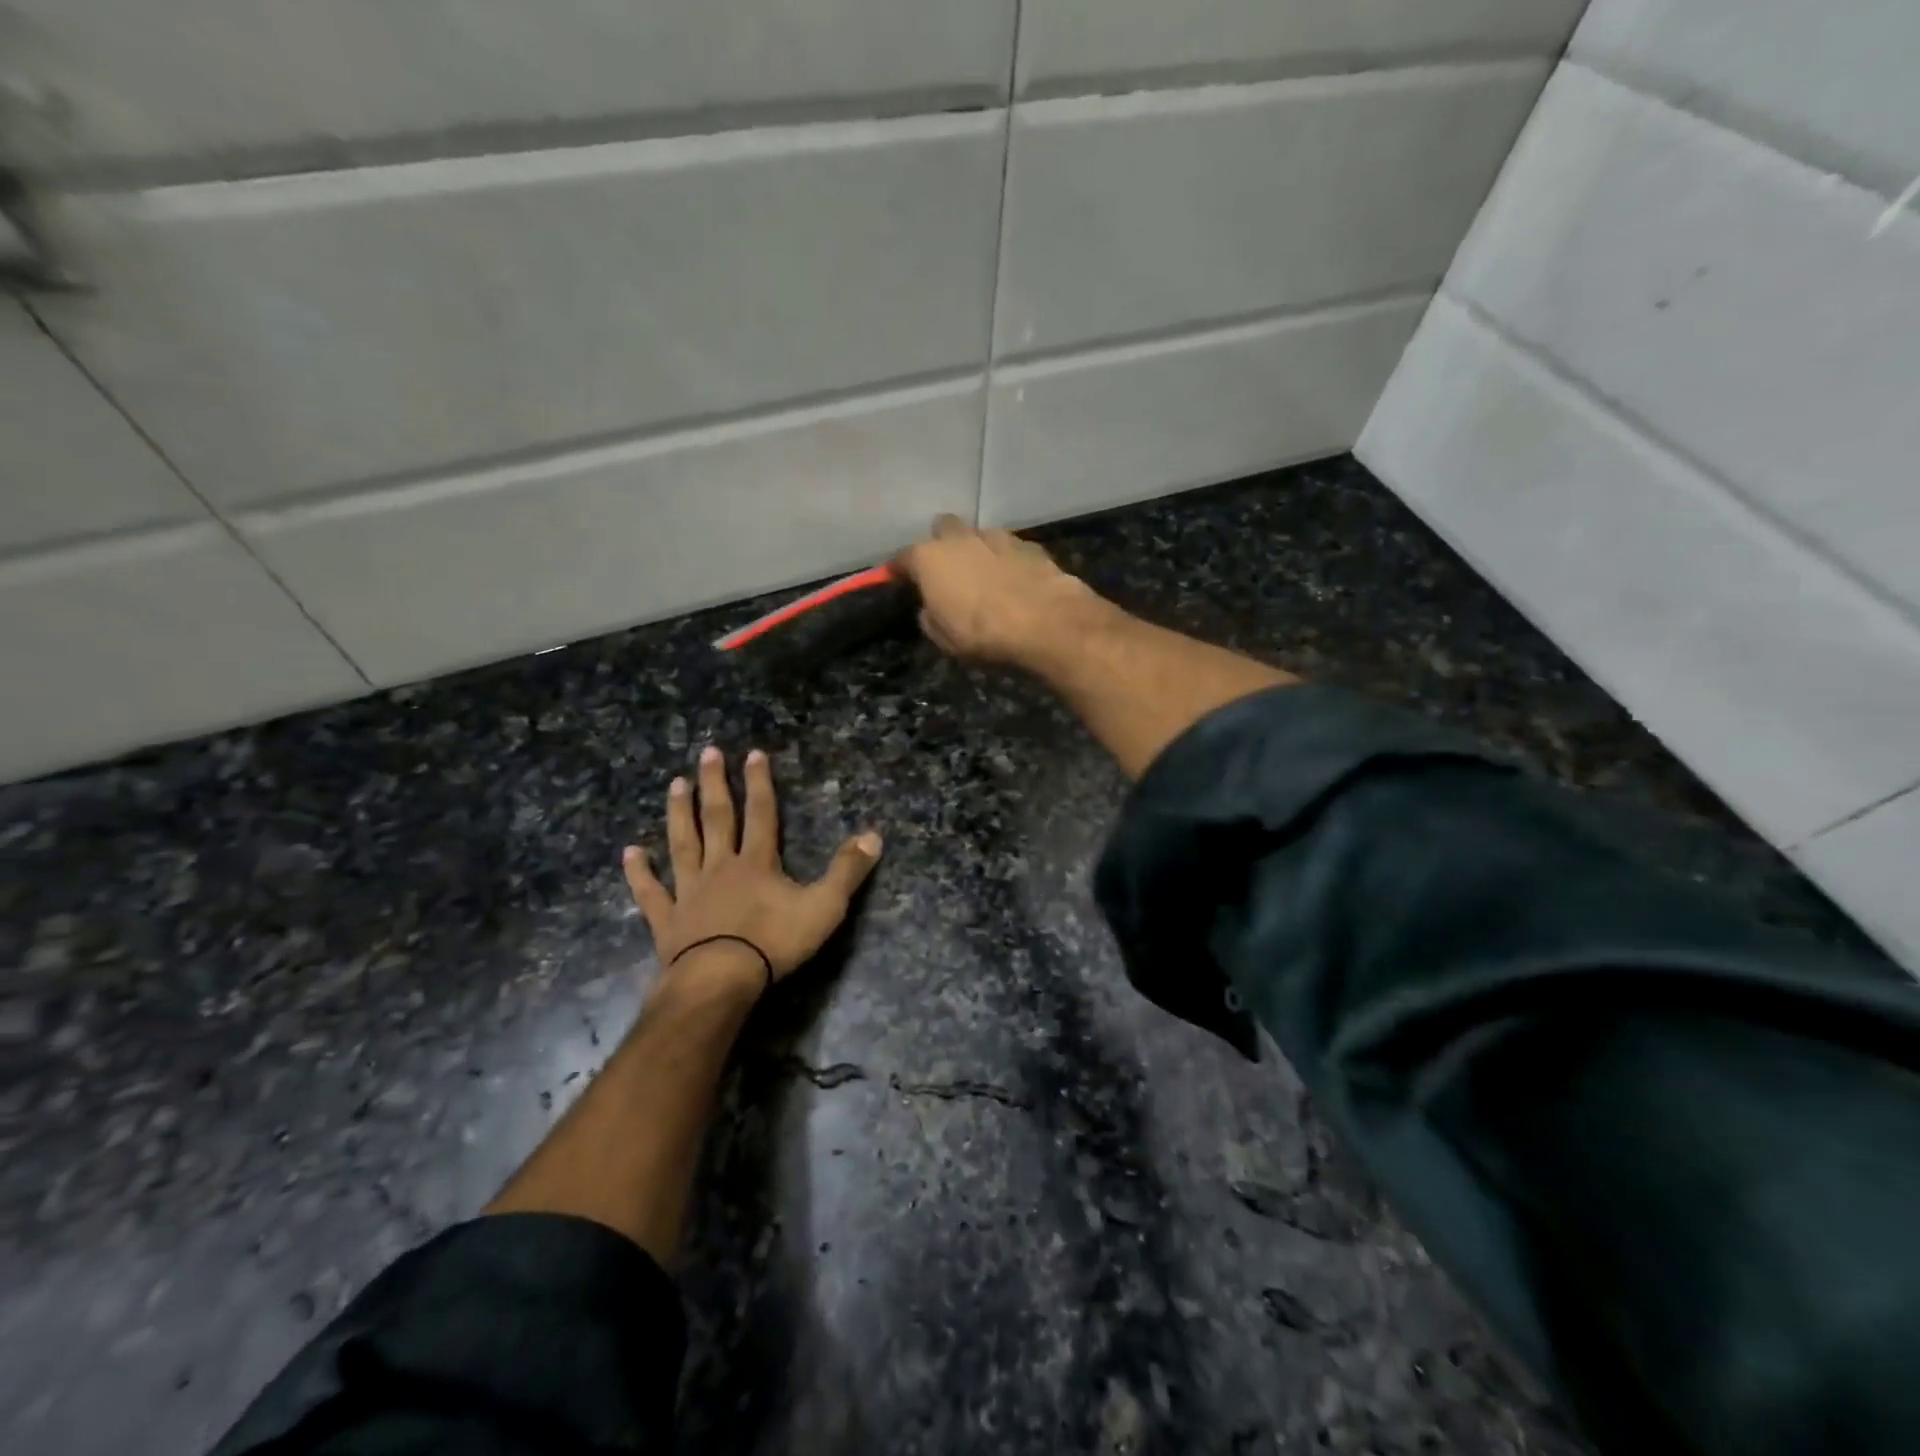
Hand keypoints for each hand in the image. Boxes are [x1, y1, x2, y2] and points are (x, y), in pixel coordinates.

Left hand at [623, 746, 881, 992]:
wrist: (720, 981)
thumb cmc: (774, 943)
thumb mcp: (824, 906)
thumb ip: (848, 870)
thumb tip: (874, 834)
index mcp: (757, 862)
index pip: (761, 814)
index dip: (760, 783)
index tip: (753, 753)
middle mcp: (720, 867)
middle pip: (717, 818)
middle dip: (715, 784)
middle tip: (707, 753)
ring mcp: (690, 892)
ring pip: (683, 844)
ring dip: (679, 813)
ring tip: (675, 784)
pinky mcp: (668, 920)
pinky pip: (651, 892)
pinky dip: (639, 872)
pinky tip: (630, 853)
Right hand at [893, 514, 1099, 665]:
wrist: (1044, 623)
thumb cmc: (981, 633)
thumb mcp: (942, 637)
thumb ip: (930, 616)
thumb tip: (931, 608)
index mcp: (929, 558)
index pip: (903, 557)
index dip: (900, 569)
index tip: (899, 579)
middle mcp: (960, 538)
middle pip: (943, 529)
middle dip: (942, 544)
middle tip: (948, 570)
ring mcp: (997, 536)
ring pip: (979, 535)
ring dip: (978, 550)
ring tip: (985, 577)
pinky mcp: (1030, 545)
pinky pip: (1010, 548)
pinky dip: (1007, 560)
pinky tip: (1014, 580)